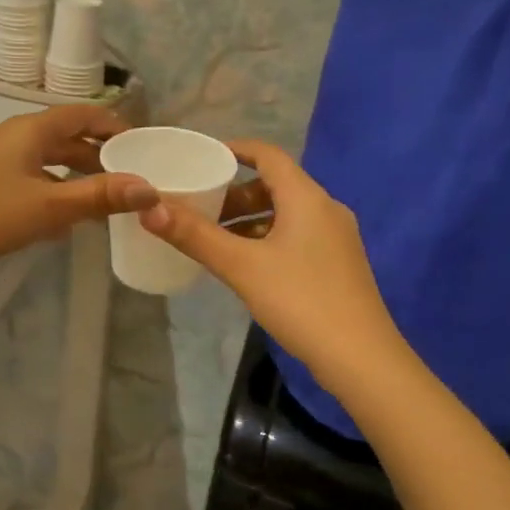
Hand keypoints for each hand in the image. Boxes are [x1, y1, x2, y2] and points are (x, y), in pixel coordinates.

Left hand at [0, 105, 157, 280]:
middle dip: (96, 155)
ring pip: (45, 159)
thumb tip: (150, 189)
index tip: (140, 144)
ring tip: (101, 201)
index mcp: (29, 130)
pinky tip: (60, 219)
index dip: (113, 125)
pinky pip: (27, 175)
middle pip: (64, 136)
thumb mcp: (50, 207)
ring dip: (73, 175)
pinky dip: (50, 189)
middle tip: (127, 178)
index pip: (82, 114)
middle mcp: (11, 135)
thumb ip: (100, 196)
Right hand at [140, 142, 408, 388]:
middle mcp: (326, 209)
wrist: (361, 359)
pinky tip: (246, 265)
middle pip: (275, 185)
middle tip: (199, 209)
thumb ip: (194, 235)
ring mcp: (336, 238)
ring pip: (285, 213)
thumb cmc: (300, 301)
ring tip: (214, 239)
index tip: (200, 158)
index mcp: (306, 198)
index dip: (234, 150)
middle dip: (235, 193)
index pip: (267, 155)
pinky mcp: (338, 264)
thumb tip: (148, 208)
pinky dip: (267, 238)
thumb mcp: (241, 266)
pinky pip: (296, 235)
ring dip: (249, 219)